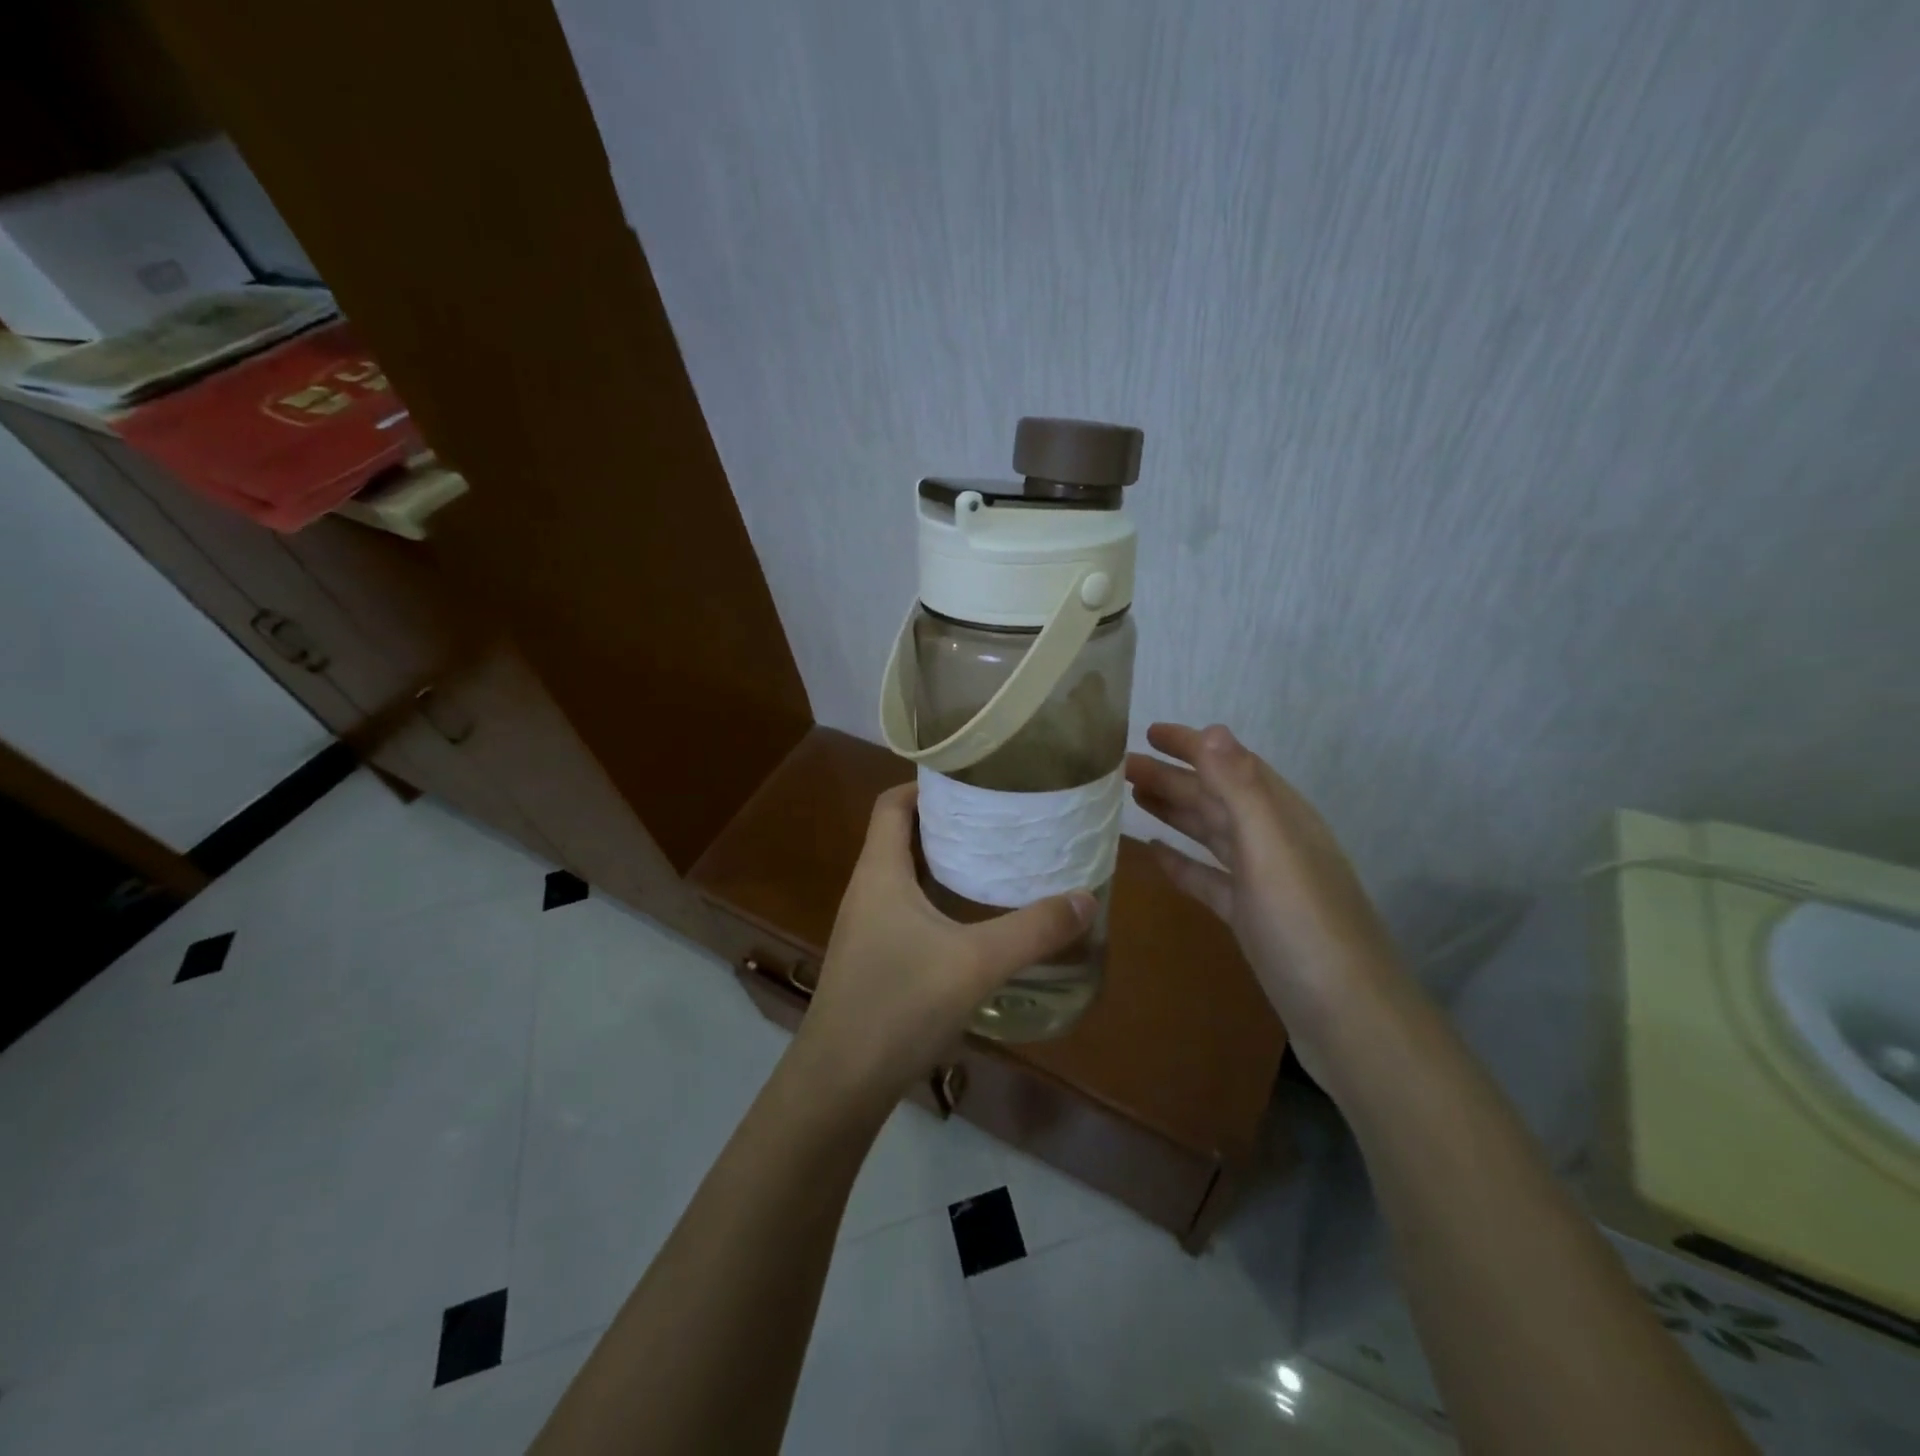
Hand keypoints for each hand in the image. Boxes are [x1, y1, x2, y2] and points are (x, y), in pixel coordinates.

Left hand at [789, 783, 1094, 1107]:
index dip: (925, 785)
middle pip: (900, 835)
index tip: (972, 781)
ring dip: (942, 863)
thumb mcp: (976, 963)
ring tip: (993, 862)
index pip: (891, 804)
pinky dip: (936, 900)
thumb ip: (1034, 930)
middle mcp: (866, 890)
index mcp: (879, 872)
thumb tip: (1087, 899)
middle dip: (945, 822)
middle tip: (998, 819)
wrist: (840, 1084)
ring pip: (903, 876)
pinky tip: (972, 922)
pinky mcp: (872, 959)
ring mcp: (865, 927)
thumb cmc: (899, 1005)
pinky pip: (905, 910)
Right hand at [1126, 723, 1401, 1074]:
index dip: (1193, 745)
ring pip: (1211, 833)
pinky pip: (1209, 878)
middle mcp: (1273, 842)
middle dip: (1173, 777)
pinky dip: (1182, 862)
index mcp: (1282, 817)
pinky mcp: (1251, 917)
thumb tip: (1212, 729)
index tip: (1149, 732)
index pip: (1232, 765)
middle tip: (1121, 766)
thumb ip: (1241, 789)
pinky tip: (1155, 855)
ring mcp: (1263, 882)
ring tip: (1132, 797)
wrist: (1348, 1019)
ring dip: (1175, 812)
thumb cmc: (1306, 927)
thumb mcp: (1271, 850)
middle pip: (1216, 797)